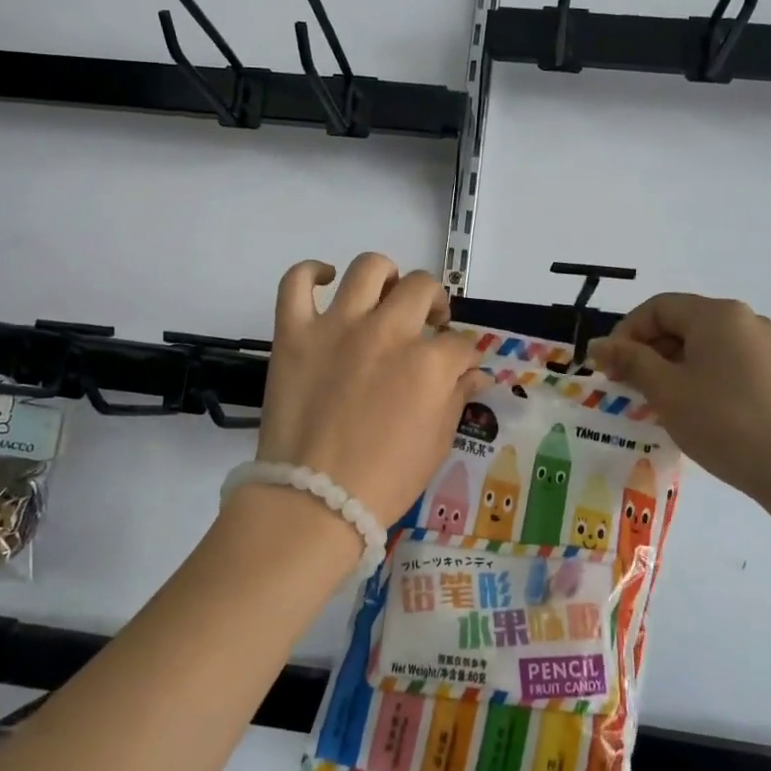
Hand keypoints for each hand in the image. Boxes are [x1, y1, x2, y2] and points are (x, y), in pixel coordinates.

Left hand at [255, 254, 488, 527]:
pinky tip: (326, 280)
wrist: (313, 501)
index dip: (462, 355)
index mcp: (428, 363)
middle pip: (421, 288)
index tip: (456, 366)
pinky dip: (311, 273)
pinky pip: (296, 282)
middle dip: (434, 302)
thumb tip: (475, 373)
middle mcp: (387, 331)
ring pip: (369, 268)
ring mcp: (337, 327)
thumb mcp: (437, 442)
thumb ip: (457, 397)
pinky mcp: (294, 332)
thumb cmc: (384, 480)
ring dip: (385, 276)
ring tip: (384, 296)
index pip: (459, 342)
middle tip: (427, 323)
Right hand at [587, 294, 770, 508]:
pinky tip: (689, 408)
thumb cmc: (724, 422)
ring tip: (653, 401)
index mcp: (717, 314)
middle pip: (680, 323)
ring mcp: (763, 347)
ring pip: (701, 345)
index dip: (626, 333)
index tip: (609, 367)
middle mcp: (743, 320)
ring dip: (669, 366)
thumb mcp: (667, 391)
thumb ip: (630, 361)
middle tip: (625, 386)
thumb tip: (598, 344)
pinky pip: (723, 362)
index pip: (657, 308)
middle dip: (646, 351)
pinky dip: (696, 376)